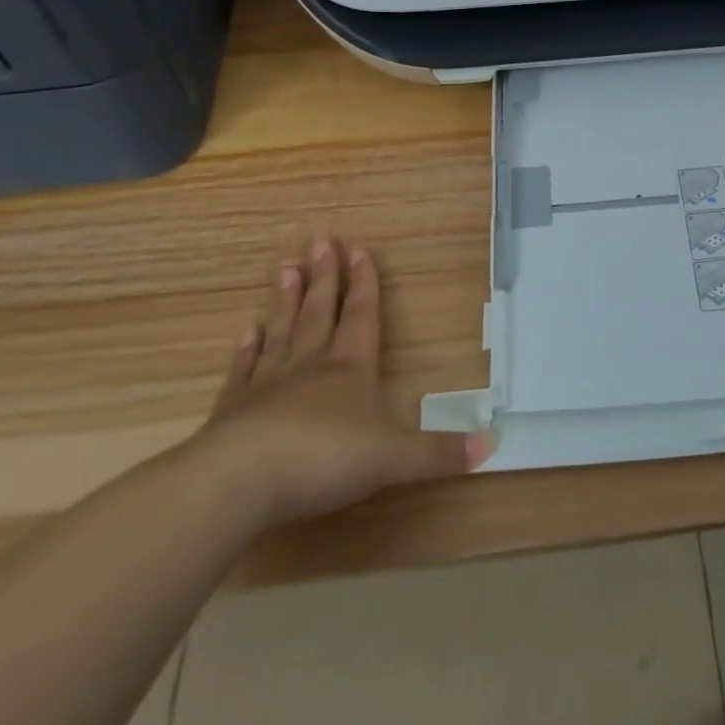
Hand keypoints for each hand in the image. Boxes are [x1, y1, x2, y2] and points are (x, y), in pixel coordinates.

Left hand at [188, 234, 487, 531]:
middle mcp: (311, 366)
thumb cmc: (323, 459)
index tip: (360, 249)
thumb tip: (491, 445)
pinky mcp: (233, 411)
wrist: (237, 483)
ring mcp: (268, 385)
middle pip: (321, 312)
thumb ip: (438, 452)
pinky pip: (243, 371)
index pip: (362, 316)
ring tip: (285, 268)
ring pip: (282, 332)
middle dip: (325, 277)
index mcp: (351, 368)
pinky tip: (246, 331)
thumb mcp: (392, 458)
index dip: (365, 284)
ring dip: (286, 301)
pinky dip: (246, 350)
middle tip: (319, 241)